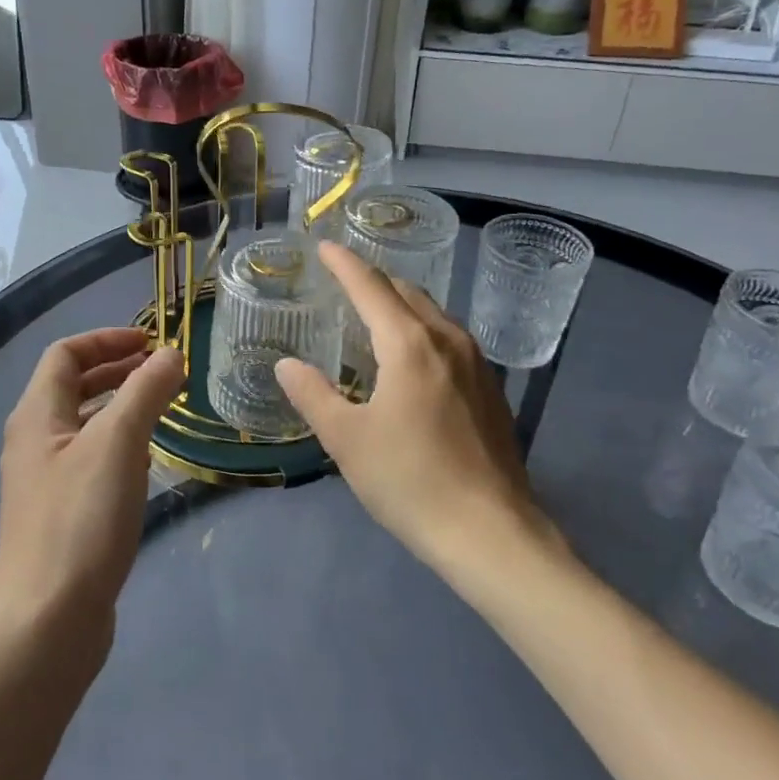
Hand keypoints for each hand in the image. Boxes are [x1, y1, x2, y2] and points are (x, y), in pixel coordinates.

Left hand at [0, 330, 184, 651]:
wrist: (47, 622)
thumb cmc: (80, 520)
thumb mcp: (119, 444)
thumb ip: (146, 392)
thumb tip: (171, 354)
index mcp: (37, 415)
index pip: (65, 355)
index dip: (107, 339)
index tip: (151, 342)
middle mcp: (34, 442)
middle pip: (72, 387)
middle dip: (117, 370)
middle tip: (162, 371)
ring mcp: (45, 482)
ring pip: (84, 425)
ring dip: (121, 407)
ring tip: (163, 409)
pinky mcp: (60, 515)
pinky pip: (90, 461)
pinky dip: (119, 446)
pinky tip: (147, 461)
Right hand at [275, 242, 540, 564]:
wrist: (492, 533)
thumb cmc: (410, 481)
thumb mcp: (347, 440)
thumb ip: (313, 395)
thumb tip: (286, 365)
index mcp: (408, 344)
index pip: (371, 286)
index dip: (344, 264)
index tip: (324, 247)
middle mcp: (446, 339)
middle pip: (406, 293)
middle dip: (373, 280)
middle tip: (343, 282)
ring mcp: (476, 362)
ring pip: (432, 314)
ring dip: (400, 305)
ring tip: (373, 315)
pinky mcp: (491, 388)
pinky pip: (449, 339)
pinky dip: (422, 330)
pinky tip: (411, 358)